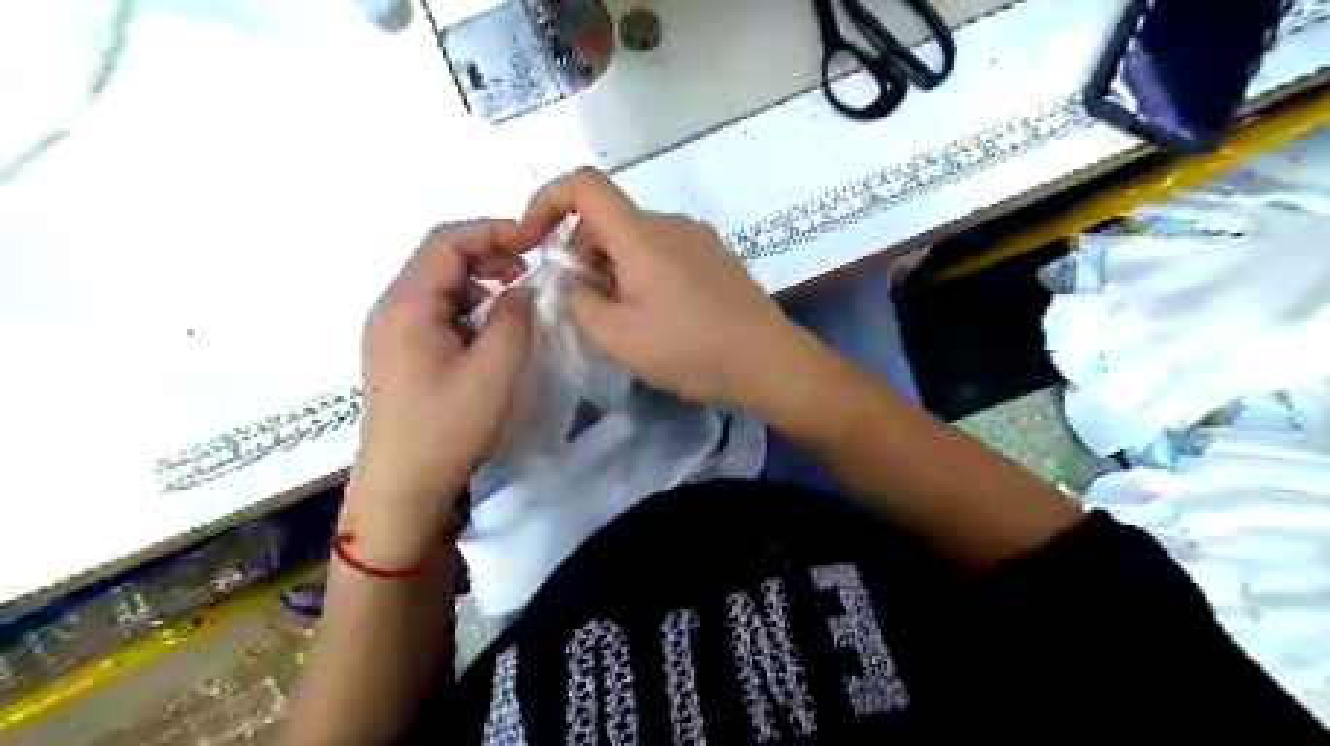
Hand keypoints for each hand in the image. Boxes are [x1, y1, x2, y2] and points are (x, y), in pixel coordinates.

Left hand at [345, 221, 535, 565]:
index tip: (536, 240)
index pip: (447, 241)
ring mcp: (389, 331)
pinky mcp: (398, 352)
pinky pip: (433, 312)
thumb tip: (521, 291)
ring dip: (478, 281)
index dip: (494, 230)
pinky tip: (489, 330)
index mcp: (407, 305)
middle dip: (487, 253)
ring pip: (437, 285)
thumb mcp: (495, 371)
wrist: (402, 486)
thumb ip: (514, 319)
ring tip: (514, 299)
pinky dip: (466, 307)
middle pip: (438, 258)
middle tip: (529, 269)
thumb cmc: (447, 427)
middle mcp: (390, 308)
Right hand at [526, 170, 803, 409]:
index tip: (532, 239)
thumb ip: (579, 304)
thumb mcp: (618, 336)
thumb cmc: (690, 348)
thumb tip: (570, 283)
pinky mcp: (716, 259)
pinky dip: (643, 273)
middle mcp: (670, 223)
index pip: (584, 184)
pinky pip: (665, 253)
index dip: (547, 199)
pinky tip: (658, 317)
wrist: (767, 361)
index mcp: (640, 233)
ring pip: (637, 239)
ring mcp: (698, 239)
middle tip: (585, 305)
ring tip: (623, 320)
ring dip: (613, 268)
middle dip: (581, 253)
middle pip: (609, 219)